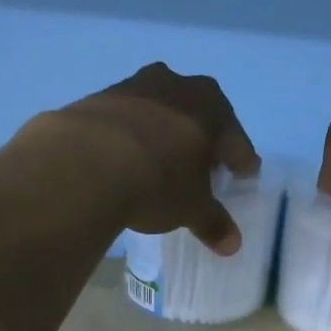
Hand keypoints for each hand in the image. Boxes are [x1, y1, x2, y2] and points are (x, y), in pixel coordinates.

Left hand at [38, 63, 260, 254]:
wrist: (86, 162)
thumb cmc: (158, 182)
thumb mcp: (191, 208)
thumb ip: (213, 223)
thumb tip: (232, 245)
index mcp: (211, 106)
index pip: (235, 138)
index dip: (241, 160)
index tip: (244, 174)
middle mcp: (176, 85)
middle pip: (198, 115)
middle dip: (203, 140)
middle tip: (203, 166)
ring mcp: (134, 86)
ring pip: (160, 112)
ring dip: (164, 133)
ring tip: (162, 161)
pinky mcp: (97, 99)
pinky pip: (125, 120)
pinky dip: (131, 136)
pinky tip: (125, 157)